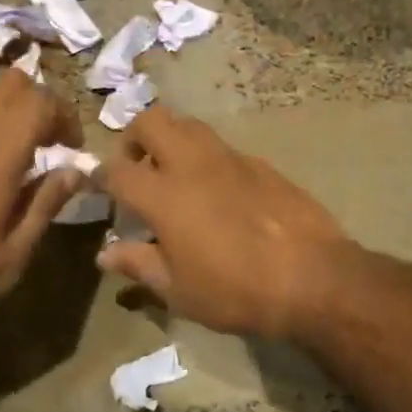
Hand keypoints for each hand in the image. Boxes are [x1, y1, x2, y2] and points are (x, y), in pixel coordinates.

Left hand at [0, 68, 83, 357]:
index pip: (40, 101)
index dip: (66, 117)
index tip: (72, 150)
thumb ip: (44, 206)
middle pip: (12, 83)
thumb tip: (75, 171)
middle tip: (50, 143)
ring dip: (11, 109)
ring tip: (20, 152)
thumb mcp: (8, 258)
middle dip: (41, 103)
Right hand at [94, 106, 350, 341]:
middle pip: (151, 121)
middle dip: (134, 136)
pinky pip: (222, 147)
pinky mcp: (260, 163)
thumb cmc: (236, 291)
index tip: (97, 185)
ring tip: (175, 175)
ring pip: (189, 125)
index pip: (116, 170)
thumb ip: (138, 265)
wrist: (314, 278)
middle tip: (137, 167)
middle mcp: (192, 164)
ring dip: (172, 139)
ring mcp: (229, 158)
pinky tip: (218, 193)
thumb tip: (105, 254)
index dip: (100, 175)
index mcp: (163, 194)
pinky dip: (208, 159)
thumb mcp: (178, 290)